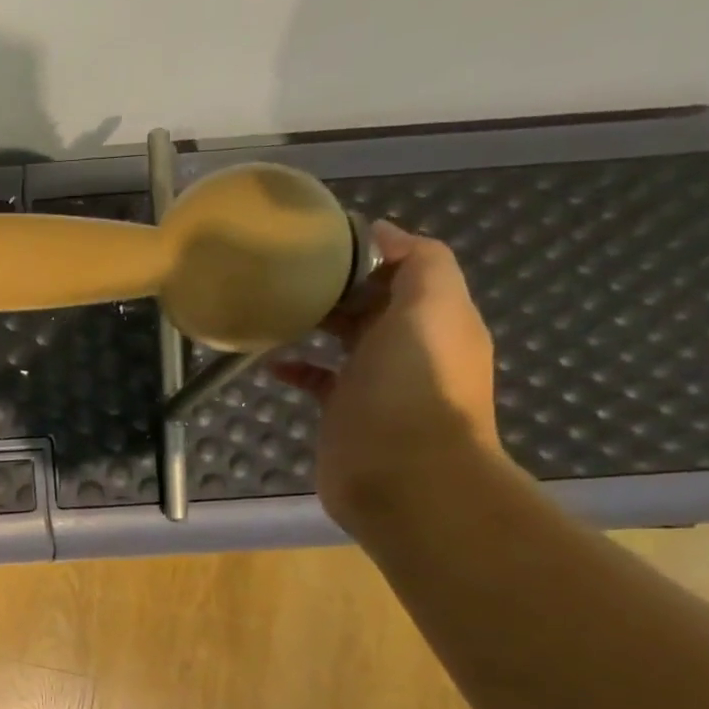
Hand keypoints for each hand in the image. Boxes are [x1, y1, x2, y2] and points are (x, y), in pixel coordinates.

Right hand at [271, 222, 501, 535]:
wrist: (403, 477)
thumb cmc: (413, 387)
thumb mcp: (430, 309)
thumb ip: (419, 263)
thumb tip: (384, 231)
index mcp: (436, 318)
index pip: (405, 271)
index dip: (370, 253)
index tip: (323, 243)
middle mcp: (409, 346)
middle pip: (371, 303)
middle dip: (337, 285)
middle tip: (289, 273)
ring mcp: (375, 382)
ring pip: (343, 339)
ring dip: (314, 323)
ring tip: (274, 309)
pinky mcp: (343, 411)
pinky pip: (317, 380)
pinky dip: (296, 368)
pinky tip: (271, 364)